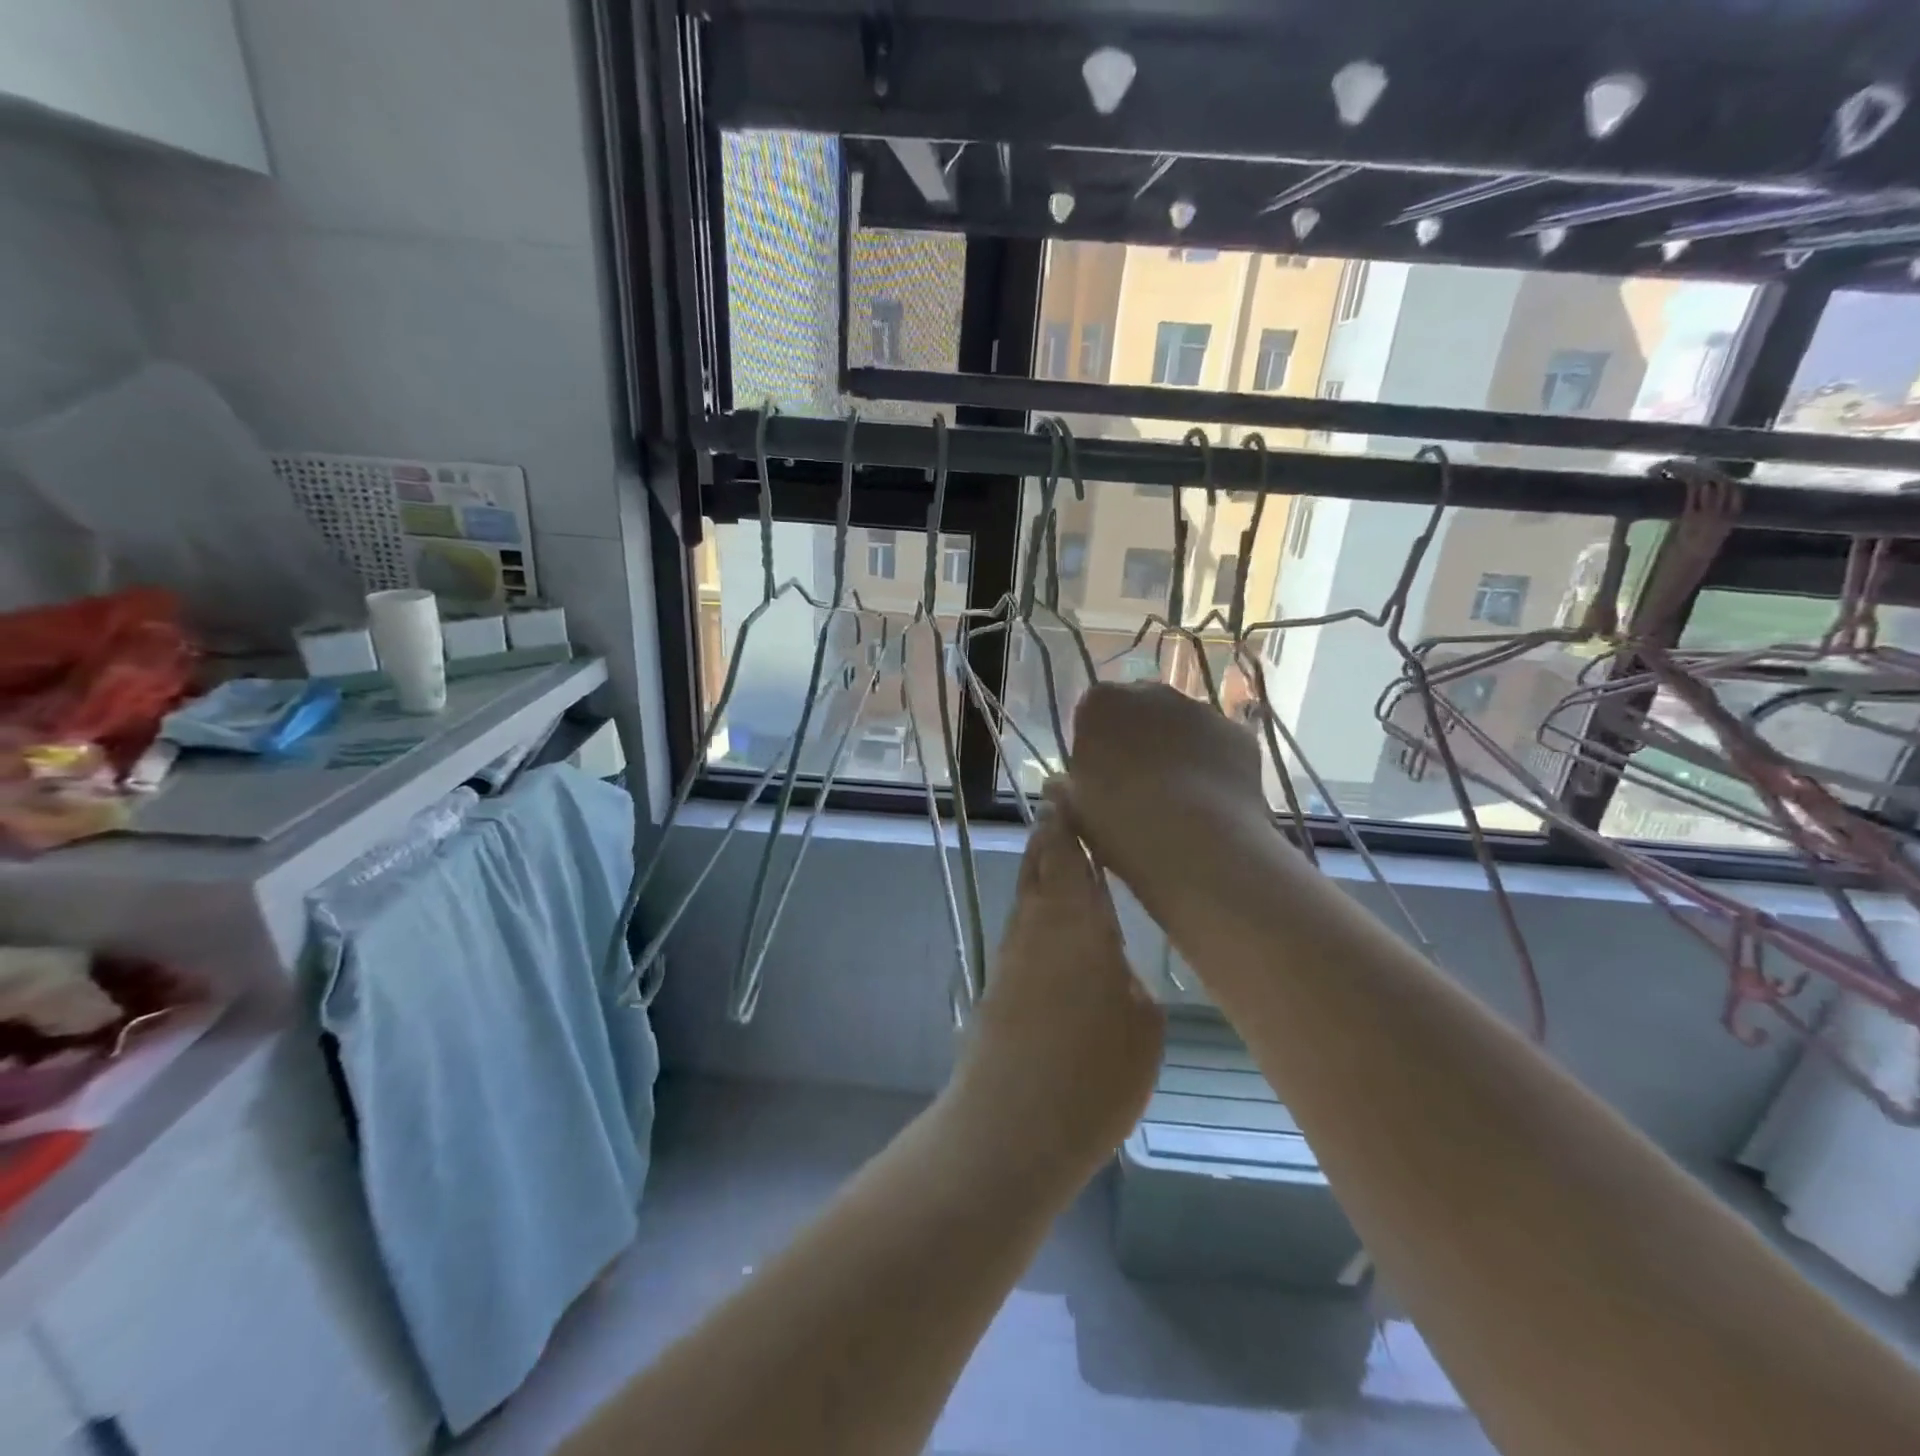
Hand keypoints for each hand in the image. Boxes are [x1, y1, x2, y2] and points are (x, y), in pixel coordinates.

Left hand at [951, 802, 1163, 1174]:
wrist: (1009, 1127)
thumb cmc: (1092, 1077)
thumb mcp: (1143, 1029)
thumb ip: (1129, 981)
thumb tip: (1113, 965)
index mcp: (1078, 924)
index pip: (1068, 856)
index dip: (1067, 822)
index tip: (1068, 791)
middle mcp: (1038, 926)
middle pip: (1038, 865)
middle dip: (1048, 835)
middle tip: (1059, 808)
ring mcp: (1013, 956)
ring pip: (1026, 894)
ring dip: (1038, 868)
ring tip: (1055, 850)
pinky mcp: (998, 985)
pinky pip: (1022, 927)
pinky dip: (1034, 907)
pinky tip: (1050, 920)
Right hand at [1056, 682, 1265, 896]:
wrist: (1195, 842)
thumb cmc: (1119, 821)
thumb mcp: (1074, 809)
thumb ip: (1068, 787)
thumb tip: (1064, 784)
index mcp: (1101, 703)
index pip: (1092, 712)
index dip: (1096, 744)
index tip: (1098, 777)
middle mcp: (1151, 692)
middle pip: (1140, 711)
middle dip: (1138, 738)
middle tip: (1135, 785)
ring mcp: (1200, 709)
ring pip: (1181, 725)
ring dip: (1176, 749)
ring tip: (1176, 799)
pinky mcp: (1238, 733)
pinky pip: (1217, 745)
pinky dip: (1212, 764)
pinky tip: (1209, 802)